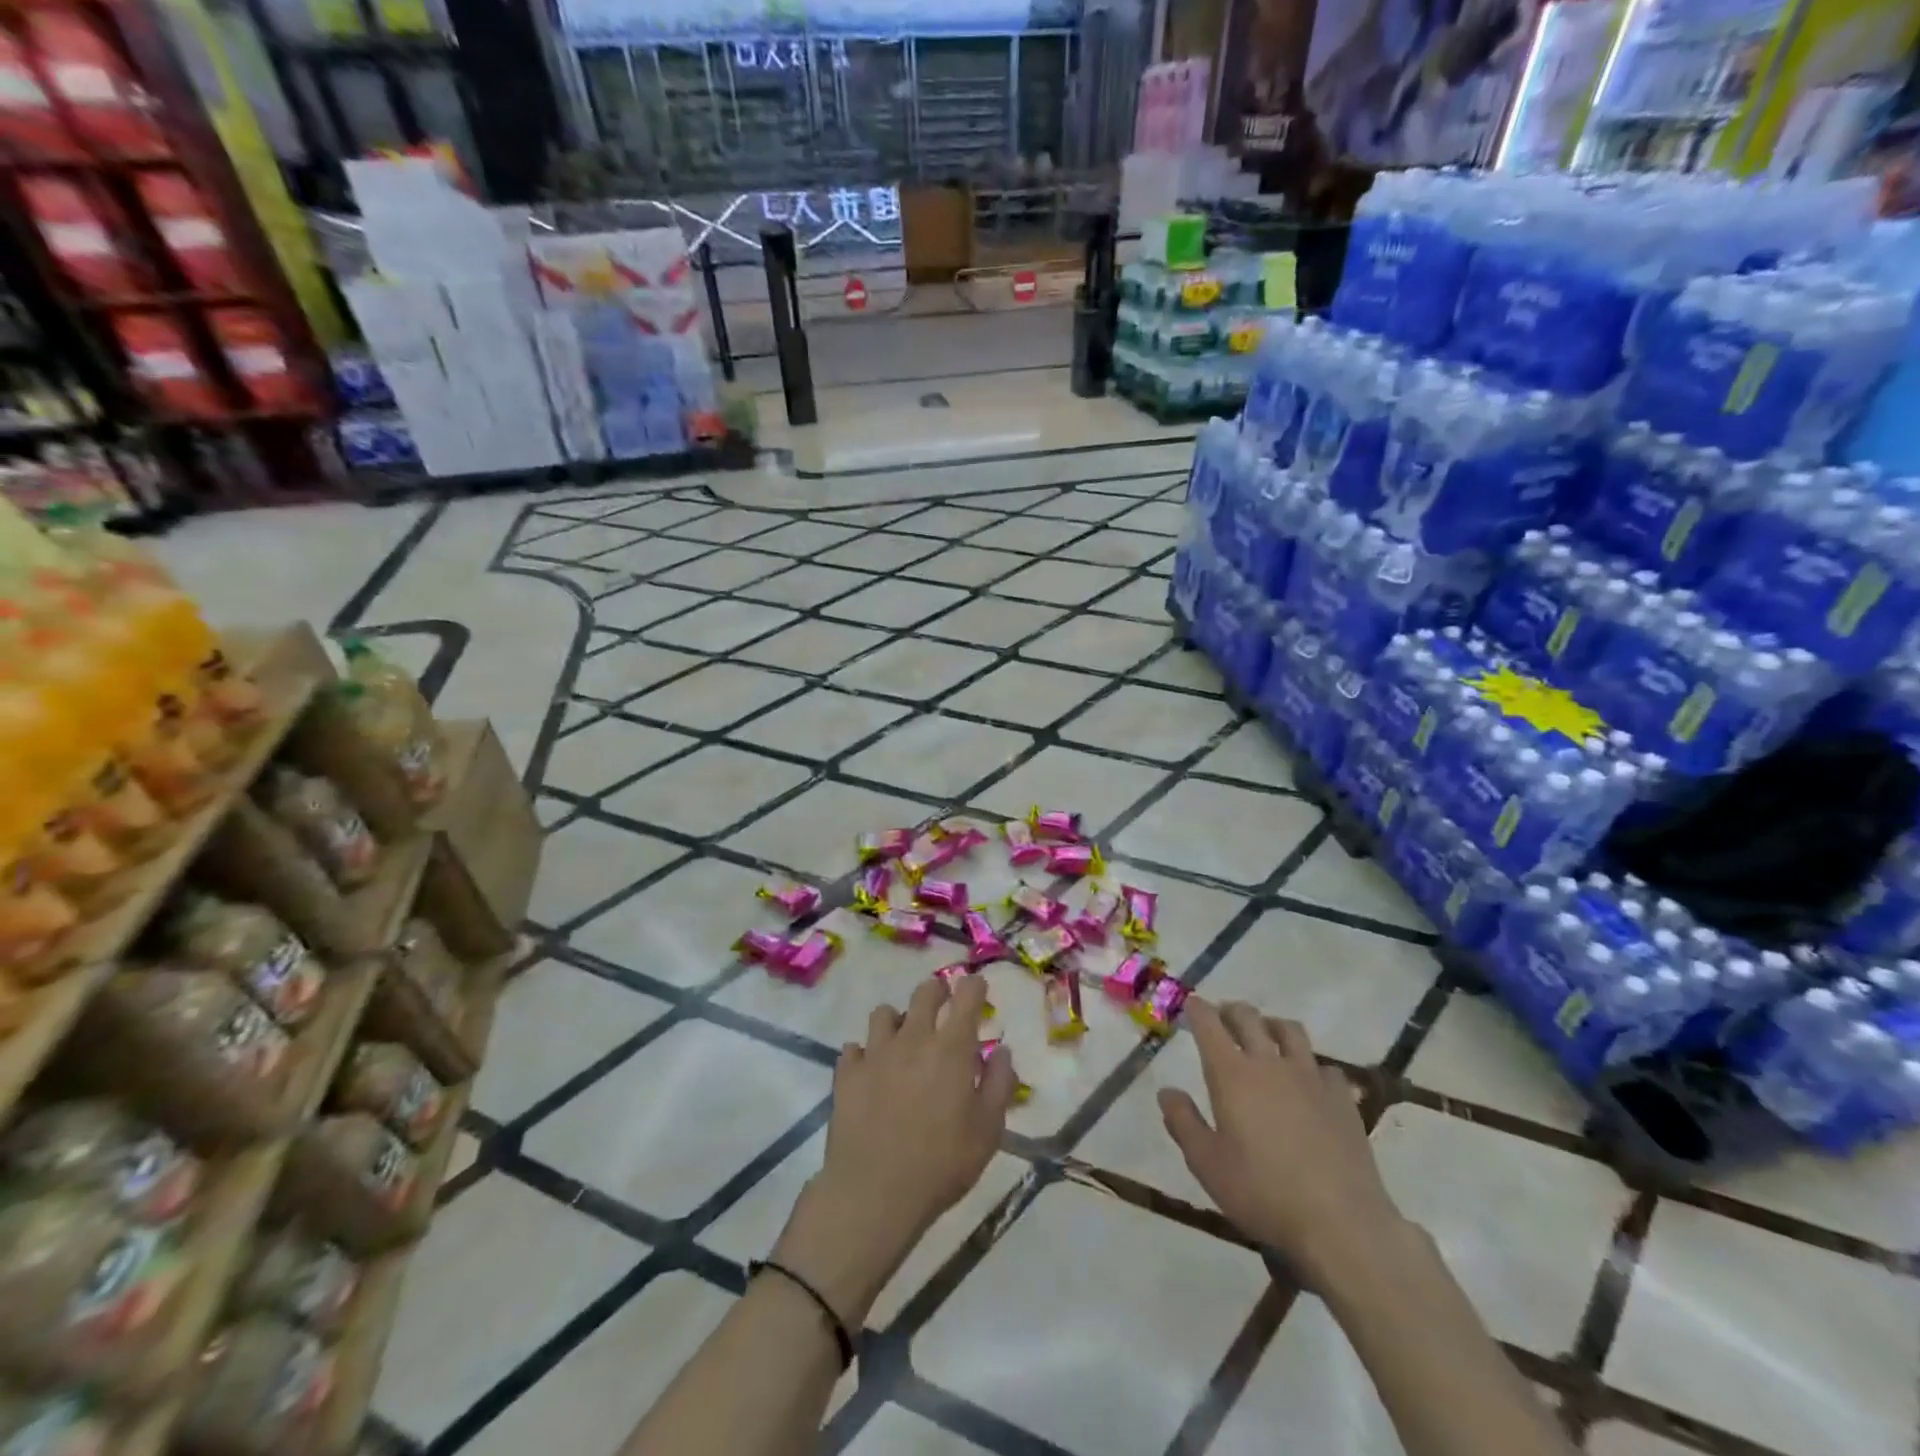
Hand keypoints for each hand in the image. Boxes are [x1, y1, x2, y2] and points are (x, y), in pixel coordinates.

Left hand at [772, 975, 1013, 1325]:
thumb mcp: (988, 1131)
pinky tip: (870, 1071)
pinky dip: (864, 1054)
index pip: (966, 997)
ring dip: (897, 1020)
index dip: (973, 986)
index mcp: (951, 1048)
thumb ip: (999, 1085)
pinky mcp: (847, 1074)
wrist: (874, 1192)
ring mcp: (875, 1053)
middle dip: (936, 991)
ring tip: (903, 1040)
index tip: (976, 987)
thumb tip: (1002, 1051)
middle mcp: (913, 1038)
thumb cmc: (942, 1164)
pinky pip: (854, 1048)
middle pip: (923, 993)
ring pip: (884, 1013)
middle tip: (942, 1002)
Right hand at [1159, 999, 1404, 1288]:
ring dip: (1271, 1025)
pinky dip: (1310, 1065)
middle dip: (1231, 1010)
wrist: (1341, 1223)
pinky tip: (1308, 1081)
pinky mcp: (1341, 1097)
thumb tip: (1167, 1091)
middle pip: (1248, 1017)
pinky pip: (1324, 1066)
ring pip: (1289, 1030)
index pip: (1209, 1024)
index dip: (1198, 1009)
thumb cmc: (1262, 1193)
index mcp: (1231, 1074)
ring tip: (1265, 1035)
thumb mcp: (1206, 1164)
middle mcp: (1269, 1063)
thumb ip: (1183, 1122)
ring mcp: (1310, 1077)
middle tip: (1222, 1016)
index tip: (1191, 1004)